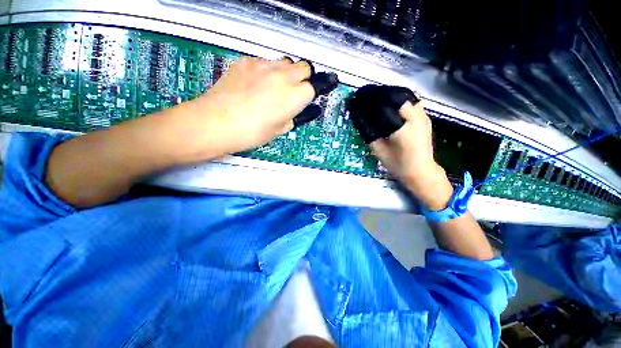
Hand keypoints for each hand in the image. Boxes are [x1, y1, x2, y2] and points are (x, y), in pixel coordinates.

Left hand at [182, 57, 315, 156]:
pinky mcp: (246, 62)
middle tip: (293, 91)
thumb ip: (294, 117)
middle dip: (303, 78)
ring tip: (273, 89)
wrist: (216, 122)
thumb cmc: (251, 132)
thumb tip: (300, 111)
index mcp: (295, 96)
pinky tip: (254, 85)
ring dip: (285, 73)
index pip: (314, 87)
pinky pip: (263, 63)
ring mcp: (264, 66)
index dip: (310, 94)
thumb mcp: (280, 130)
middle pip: (304, 67)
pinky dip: (265, 72)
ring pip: (284, 63)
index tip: (307, 98)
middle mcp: (283, 76)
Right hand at [370, 102, 453, 210]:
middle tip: (368, 97)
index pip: (385, 105)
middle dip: (381, 94)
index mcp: (402, 128)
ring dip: (392, 95)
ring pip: (407, 96)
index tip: (360, 99)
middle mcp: (416, 118)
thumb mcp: (379, 151)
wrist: (421, 171)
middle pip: (397, 96)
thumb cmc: (398, 164)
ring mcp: (423, 116)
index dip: (371, 100)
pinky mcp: (426, 117)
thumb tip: (361, 119)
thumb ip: (370, 134)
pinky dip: (401, 99)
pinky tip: (392, 105)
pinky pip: (413, 101)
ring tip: (379, 99)